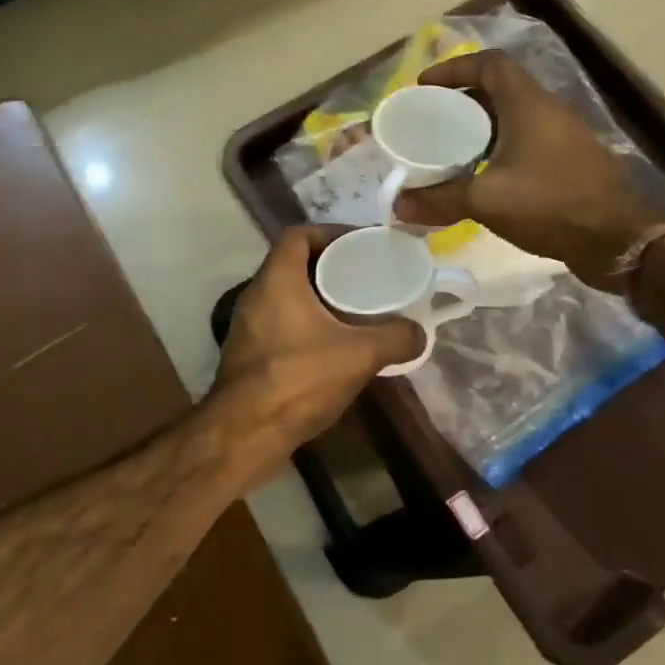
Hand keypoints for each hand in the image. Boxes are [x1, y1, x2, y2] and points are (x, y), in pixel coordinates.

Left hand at [210, 226, 422, 457]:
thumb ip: (396, 338)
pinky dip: (306, 324)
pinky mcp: (248, 353)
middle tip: (364, 278)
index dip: (329, 232)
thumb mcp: (359, 355)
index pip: (298, 235)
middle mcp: (255, 294)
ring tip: (354, 310)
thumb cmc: (299, 379)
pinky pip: (280, 323)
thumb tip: (419, 333)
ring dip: (317, 298)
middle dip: (329, 267)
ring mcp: (247, 325)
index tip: (359, 245)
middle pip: (293, 264)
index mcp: (276, 279)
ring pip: (286, 296)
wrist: (245, 432)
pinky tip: (333, 345)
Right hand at [392, 51, 664, 289]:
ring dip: (479, 127)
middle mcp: (547, 111)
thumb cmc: (550, 204)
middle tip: (429, 119)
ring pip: (512, 117)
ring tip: (447, 148)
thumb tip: (397, 204)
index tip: (425, 86)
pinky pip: (524, 142)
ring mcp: (561, 137)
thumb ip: (440, 199)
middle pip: (498, 89)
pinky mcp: (567, 162)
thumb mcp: (487, 200)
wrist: (616, 240)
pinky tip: (479, 176)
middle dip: (460, 100)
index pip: (489, 64)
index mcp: (528, 104)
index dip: (455, 68)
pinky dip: (497, 148)